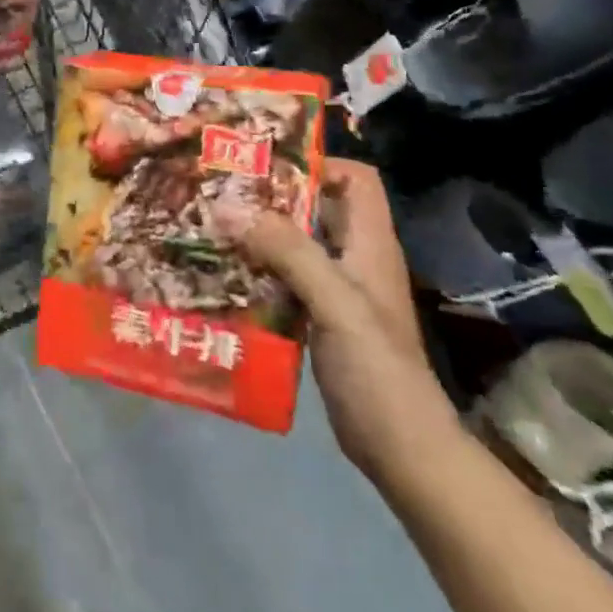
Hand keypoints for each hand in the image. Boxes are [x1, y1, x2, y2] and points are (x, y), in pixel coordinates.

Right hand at [219, 159, 460, 479]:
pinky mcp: (318, 316)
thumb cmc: (377, 370)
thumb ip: (289, 252)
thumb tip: (230, 207)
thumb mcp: (336, 303)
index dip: (319, 163)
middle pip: (317, 207)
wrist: (400, 448)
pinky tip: (223, 273)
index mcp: (370, 243)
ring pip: (296, 242)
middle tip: (222, 190)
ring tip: (212, 224)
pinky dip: (257, 269)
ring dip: (259, 232)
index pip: (356, 179)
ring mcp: (337, 289)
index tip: (267, 165)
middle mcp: (354, 257)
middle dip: (273, 195)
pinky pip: (284, 277)